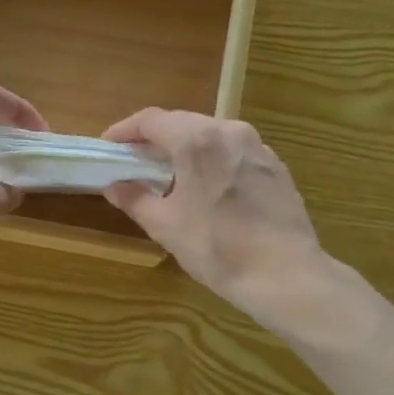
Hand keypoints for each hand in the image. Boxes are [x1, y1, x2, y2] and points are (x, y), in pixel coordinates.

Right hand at [102, 109, 343, 332]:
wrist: (284, 274)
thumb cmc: (217, 248)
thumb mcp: (165, 226)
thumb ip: (134, 199)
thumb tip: (114, 186)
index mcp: (197, 140)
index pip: (151, 120)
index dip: (125, 130)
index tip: (109, 146)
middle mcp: (229, 131)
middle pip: (182, 122)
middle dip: (154, 138)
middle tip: (134, 159)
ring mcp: (258, 147)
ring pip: (211, 134)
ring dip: (185, 147)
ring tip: (169, 172)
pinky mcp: (276, 166)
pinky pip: (234, 151)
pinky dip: (212, 158)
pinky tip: (207, 186)